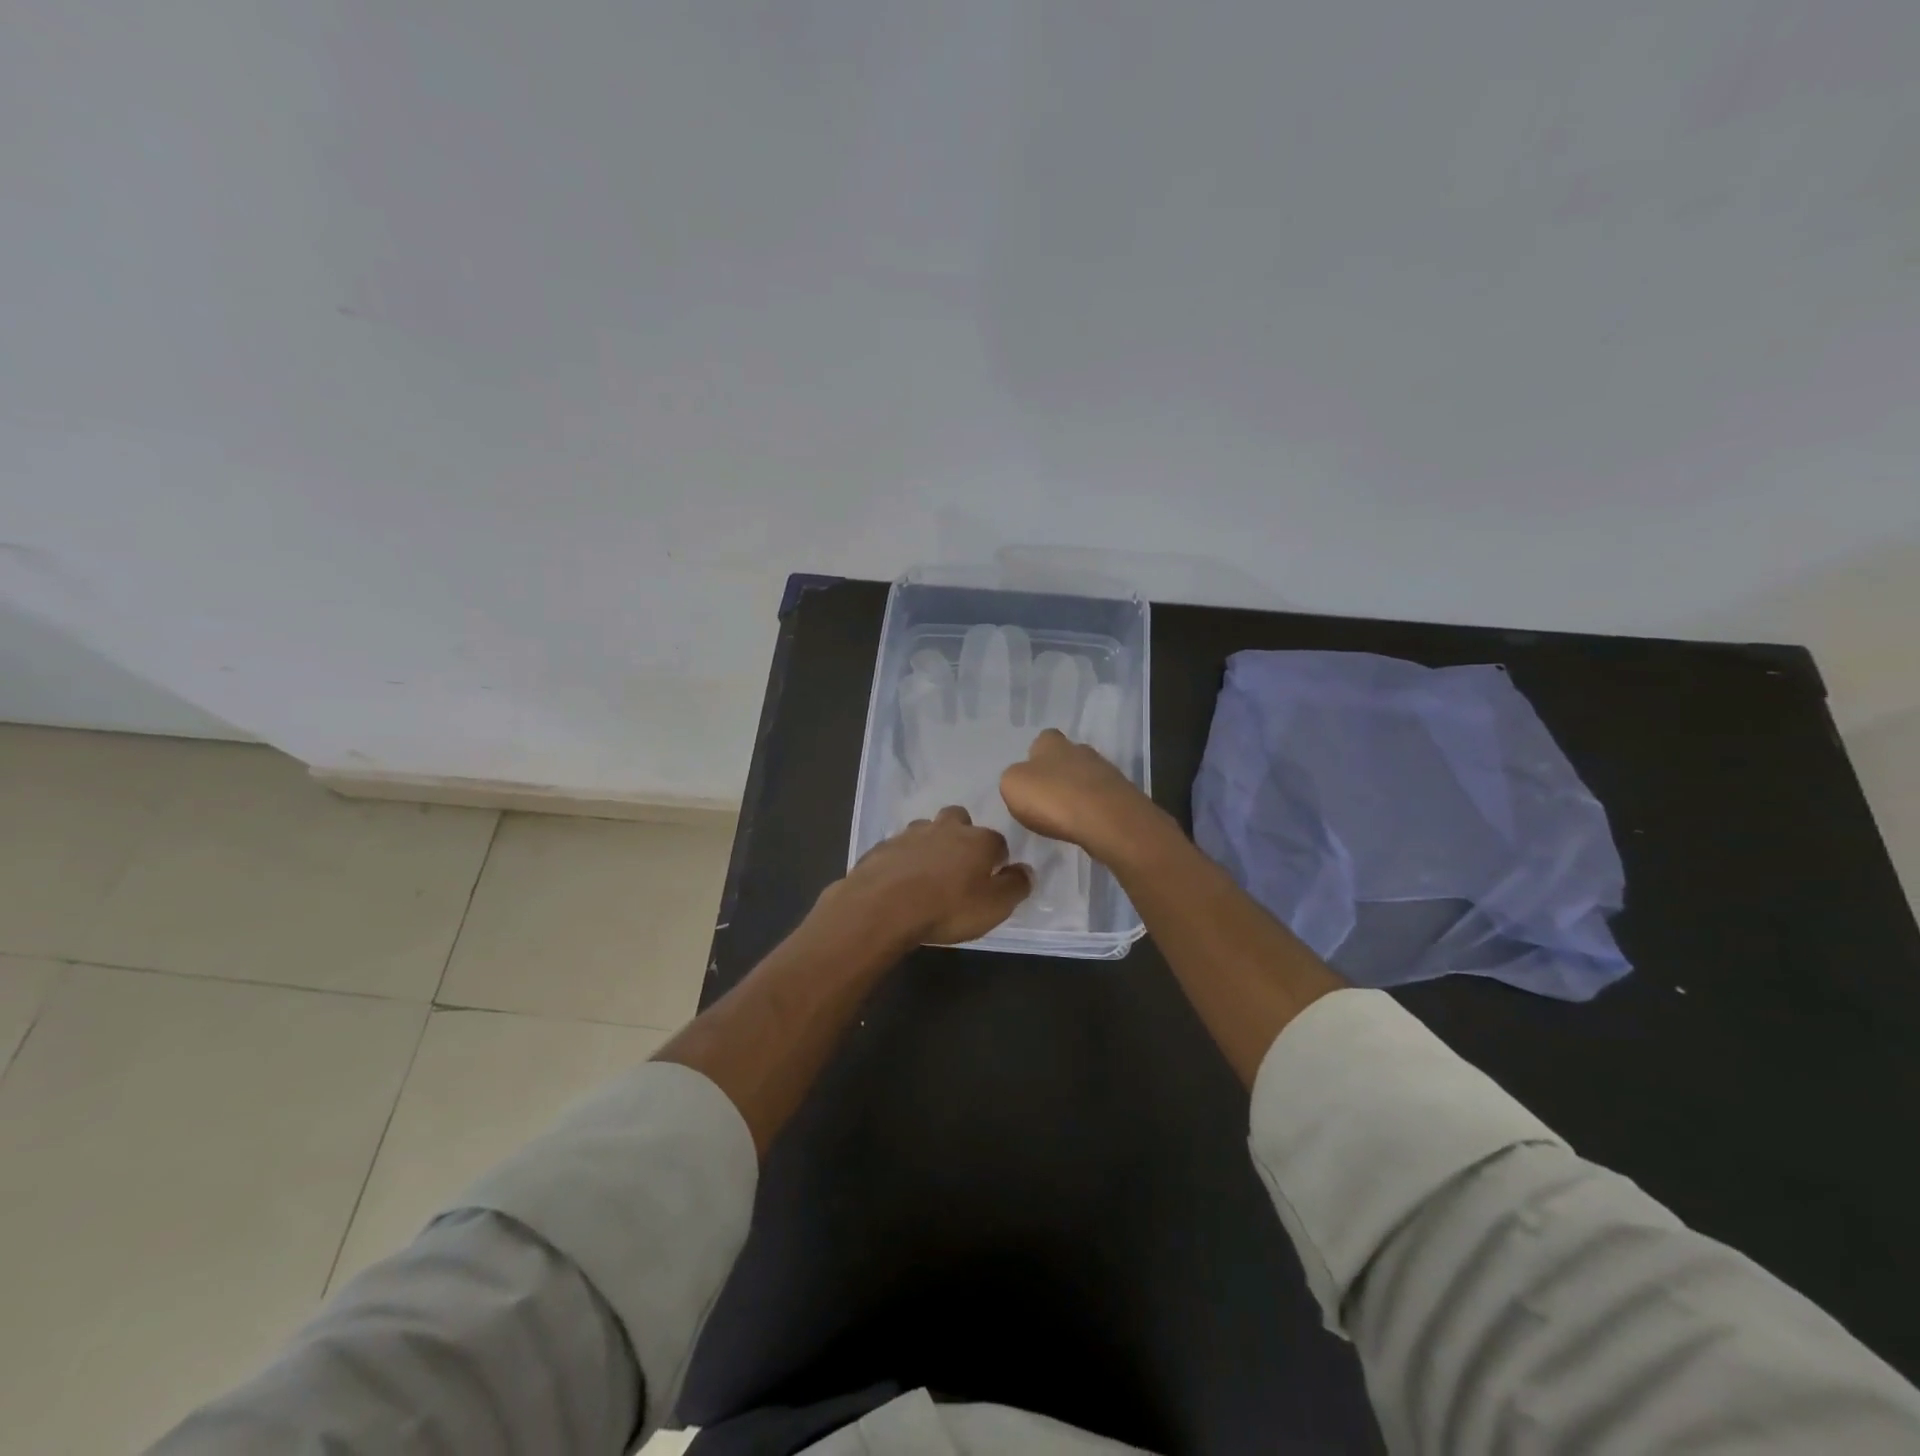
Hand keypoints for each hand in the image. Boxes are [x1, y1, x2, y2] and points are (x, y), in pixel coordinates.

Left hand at [824, 806, 1031, 946]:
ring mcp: (910, 834)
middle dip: (962, 835)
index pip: (998, 842)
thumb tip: (1026, 871)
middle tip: (959, 865)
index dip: (997, 859)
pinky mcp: (882, 847)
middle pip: (959, 820)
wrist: (882, 906)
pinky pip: (899, 848)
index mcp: (978, 840)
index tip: (993, 877)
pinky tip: (900, 880)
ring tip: (928, 872)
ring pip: (926, 829)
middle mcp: (946, 828)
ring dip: (930, 844)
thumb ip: (1015, 886)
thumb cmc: (947, 908)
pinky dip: (903, 859)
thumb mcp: (994, 907)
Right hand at [1000, 728, 1167, 862]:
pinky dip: (1092, 809)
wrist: (1106, 819)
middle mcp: (1080, 750)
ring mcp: (1105, 771)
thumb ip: (1014, 778)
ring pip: (1086, 777)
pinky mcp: (1121, 795)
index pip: (1043, 739)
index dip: (1036, 756)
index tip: (1030, 778)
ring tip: (1065, 816)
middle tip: (1047, 798)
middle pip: (1067, 757)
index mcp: (1051, 743)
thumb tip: (1023, 779)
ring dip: (1076, 792)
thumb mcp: (1012, 785)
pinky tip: (1084, 824)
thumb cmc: (1052, 797)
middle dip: (1058, 773)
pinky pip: (1100, 798)